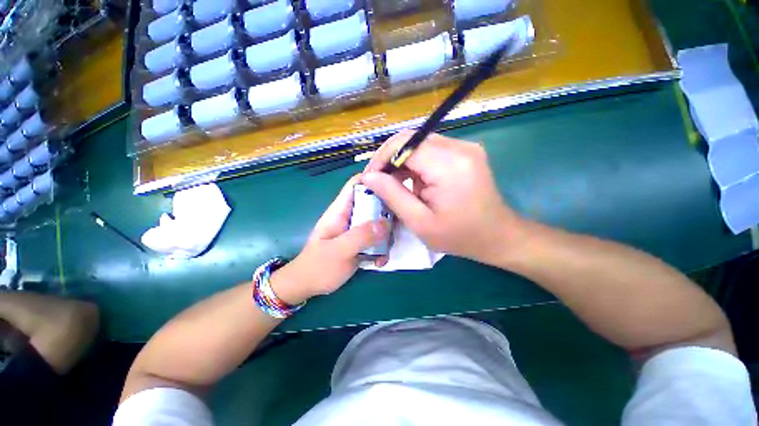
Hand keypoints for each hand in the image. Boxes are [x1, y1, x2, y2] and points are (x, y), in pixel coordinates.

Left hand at [271, 176, 389, 304]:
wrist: (306, 286)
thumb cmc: (317, 267)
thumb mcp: (338, 251)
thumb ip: (361, 236)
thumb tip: (386, 223)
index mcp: (340, 211)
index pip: (356, 184)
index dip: (374, 178)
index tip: (394, 184)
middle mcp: (350, 216)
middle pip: (373, 202)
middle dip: (386, 213)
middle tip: (396, 227)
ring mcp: (356, 229)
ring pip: (378, 221)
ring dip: (385, 236)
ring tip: (385, 253)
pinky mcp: (360, 242)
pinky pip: (376, 238)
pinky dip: (381, 248)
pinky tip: (379, 262)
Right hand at [362, 131, 524, 265]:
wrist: (498, 236)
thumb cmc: (459, 235)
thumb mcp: (419, 222)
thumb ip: (392, 195)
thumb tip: (369, 177)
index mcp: (449, 165)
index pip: (404, 144)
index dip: (381, 158)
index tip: (369, 178)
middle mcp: (459, 148)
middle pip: (412, 140)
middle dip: (390, 159)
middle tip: (378, 182)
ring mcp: (465, 148)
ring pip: (420, 144)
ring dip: (403, 162)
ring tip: (394, 185)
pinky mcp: (465, 153)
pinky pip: (432, 151)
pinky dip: (417, 164)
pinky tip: (414, 183)